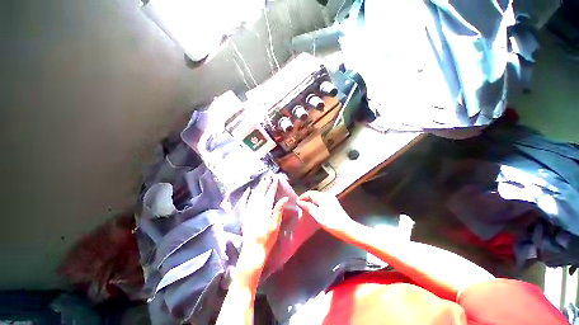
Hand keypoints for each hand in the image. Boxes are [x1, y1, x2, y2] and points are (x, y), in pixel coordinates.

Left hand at [237, 175, 288, 267]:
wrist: (253, 251)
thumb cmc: (267, 239)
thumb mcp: (275, 226)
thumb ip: (279, 210)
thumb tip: (285, 198)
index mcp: (265, 210)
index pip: (269, 195)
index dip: (273, 187)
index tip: (275, 179)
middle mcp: (256, 209)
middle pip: (261, 193)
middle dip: (265, 184)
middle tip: (268, 177)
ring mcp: (249, 212)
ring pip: (253, 196)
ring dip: (258, 188)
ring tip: (261, 181)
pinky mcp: (245, 216)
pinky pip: (245, 203)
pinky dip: (246, 196)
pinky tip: (248, 191)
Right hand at [297, 191, 352, 232]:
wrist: (346, 228)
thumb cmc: (330, 221)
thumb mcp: (316, 214)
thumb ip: (307, 206)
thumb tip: (299, 201)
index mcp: (322, 196)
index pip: (309, 193)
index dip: (302, 197)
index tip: (297, 202)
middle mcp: (327, 195)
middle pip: (314, 194)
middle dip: (307, 198)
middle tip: (301, 205)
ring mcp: (331, 198)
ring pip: (318, 196)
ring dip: (311, 200)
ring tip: (306, 207)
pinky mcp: (334, 203)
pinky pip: (322, 199)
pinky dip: (317, 202)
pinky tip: (315, 208)